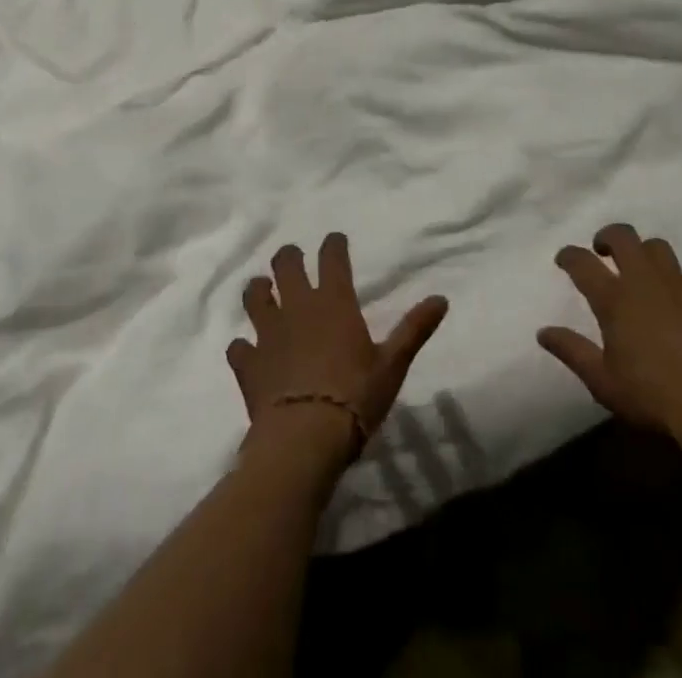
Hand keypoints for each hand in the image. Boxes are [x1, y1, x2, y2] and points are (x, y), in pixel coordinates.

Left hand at [228, 233, 447, 470]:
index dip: (333, 244)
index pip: (332, 257)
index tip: (335, 241)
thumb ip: (414, 329)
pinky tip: (248, 350)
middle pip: (286, 264)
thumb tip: (442, 299)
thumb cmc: (354, 397)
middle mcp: (298, 307)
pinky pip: (238, 346)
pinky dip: (243, 345)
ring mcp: (268, 333)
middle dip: (289, 256)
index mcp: (334, 301)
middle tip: (293, 259)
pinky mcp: (247, 364)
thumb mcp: (393, 364)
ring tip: (264, 291)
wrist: (303, 439)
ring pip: (255, 296)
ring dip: (260, 290)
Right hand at [538, 223, 681, 464]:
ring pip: (657, 247)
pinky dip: (678, 279)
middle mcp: (643, 280)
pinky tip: (677, 296)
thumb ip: (572, 351)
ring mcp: (677, 285)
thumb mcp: (602, 381)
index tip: (563, 259)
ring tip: (639, 270)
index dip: (569, 255)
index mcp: (614, 298)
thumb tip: (543, 332)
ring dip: (643, 252)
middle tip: (602, 251)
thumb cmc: (651, 395)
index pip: (582, 262)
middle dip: (608, 236)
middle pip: (623, 236)